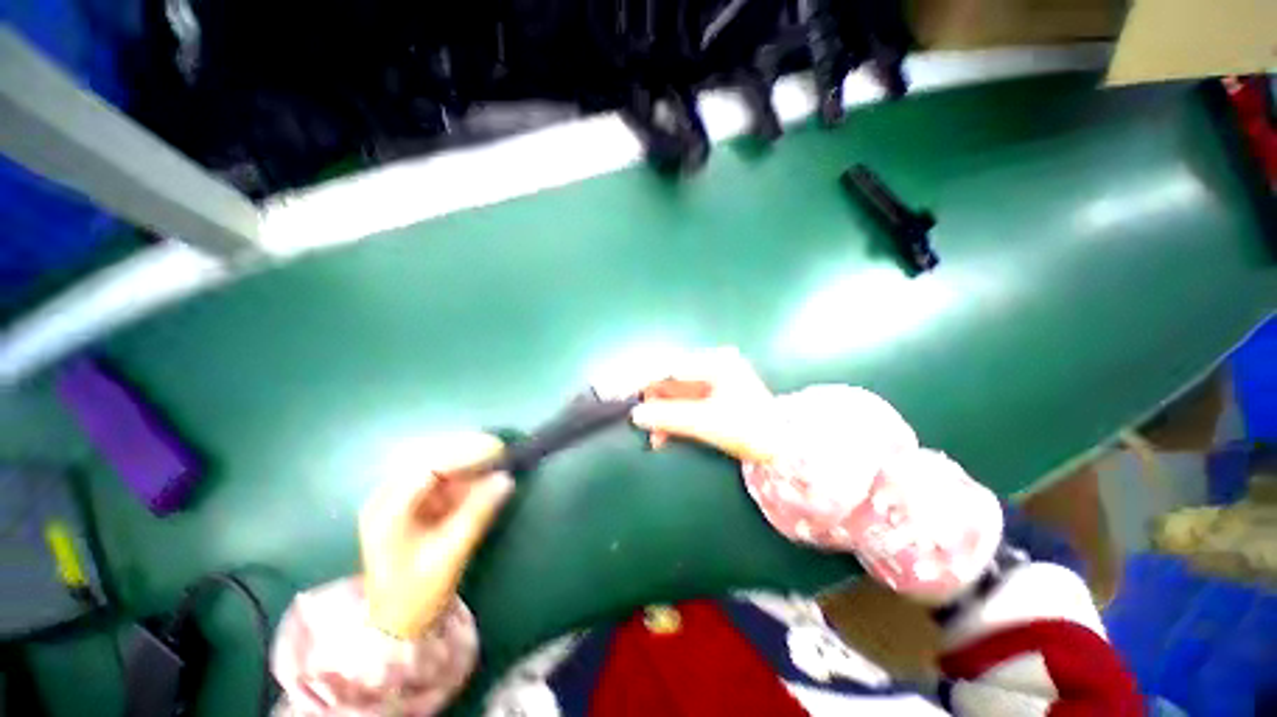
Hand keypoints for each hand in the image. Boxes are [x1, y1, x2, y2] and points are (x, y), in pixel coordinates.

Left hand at [359, 432, 513, 639]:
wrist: (397, 623)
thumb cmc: (417, 594)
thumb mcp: (449, 555)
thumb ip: (477, 513)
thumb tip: (506, 478)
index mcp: (387, 510)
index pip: (426, 466)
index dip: (463, 453)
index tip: (497, 450)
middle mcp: (389, 496)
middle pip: (430, 458)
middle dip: (467, 451)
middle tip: (501, 450)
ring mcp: (401, 498)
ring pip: (438, 464)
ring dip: (469, 461)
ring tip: (498, 461)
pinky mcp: (416, 503)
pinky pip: (443, 479)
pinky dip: (466, 475)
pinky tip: (485, 477)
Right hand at [631, 347, 779, 462]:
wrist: (783, 447)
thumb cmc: (749, 429)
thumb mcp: (706, 422)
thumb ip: (669, 416)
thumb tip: (636, 414)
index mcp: (715, 362)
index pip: (670, 368)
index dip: (645, 381)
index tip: (624, 394)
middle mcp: (712, 364)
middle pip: (670, 380)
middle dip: (654, 403)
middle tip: (641, 424)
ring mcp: (712, 379)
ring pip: (674, 394)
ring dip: (662, 415)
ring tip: (655, 439)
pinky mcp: (711, 395)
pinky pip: (683, 403)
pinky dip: (673, 418)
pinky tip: (664, 436)